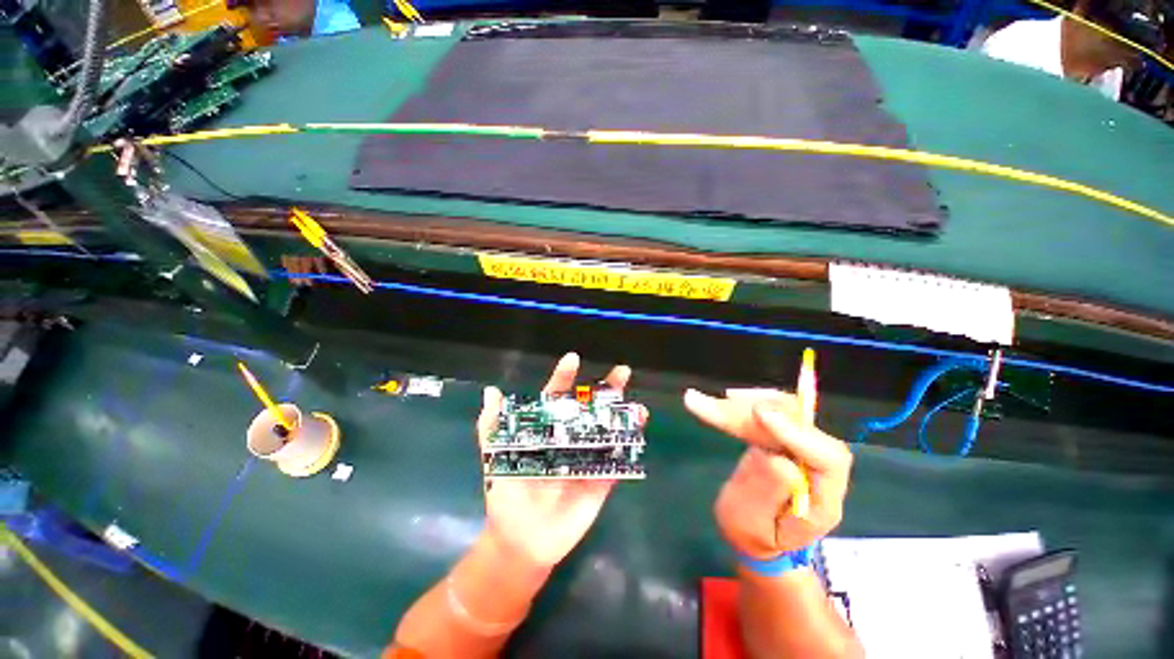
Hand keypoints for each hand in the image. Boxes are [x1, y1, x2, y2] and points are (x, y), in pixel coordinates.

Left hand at [476, 353, 645, 567]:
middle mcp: (569, 436)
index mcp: (546, 428)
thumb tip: (491, 391)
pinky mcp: (601, 477)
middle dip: (605, 389)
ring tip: (634, 400)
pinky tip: (638, 425)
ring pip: (607, 427)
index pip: (556, 396)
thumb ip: (492, 424)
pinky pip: (617, 456)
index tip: (573, 358)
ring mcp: (587, 455)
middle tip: (622, 372)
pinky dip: (629, 440)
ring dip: (622, 412)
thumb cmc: (506, 492)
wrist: (520, 539)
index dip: (563, 377)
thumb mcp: (495, 454)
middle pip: (589, 407)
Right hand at [684, 389, 851, 556]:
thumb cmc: (753, 536)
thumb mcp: (751, 525)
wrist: (756, 533)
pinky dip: (743, 406)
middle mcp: (819, 468)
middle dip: (754, 413)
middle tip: (716, 403)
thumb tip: (774, 456)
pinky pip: (768, 414)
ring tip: (704, 402)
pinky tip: (725, 399)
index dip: (796, 433)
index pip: (827, 459)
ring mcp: (802, 449)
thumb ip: (764, 492)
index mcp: (823, 500)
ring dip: (743, 405)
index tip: (759, 413)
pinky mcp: (784, 438)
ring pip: (782, 413)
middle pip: (799, 426)